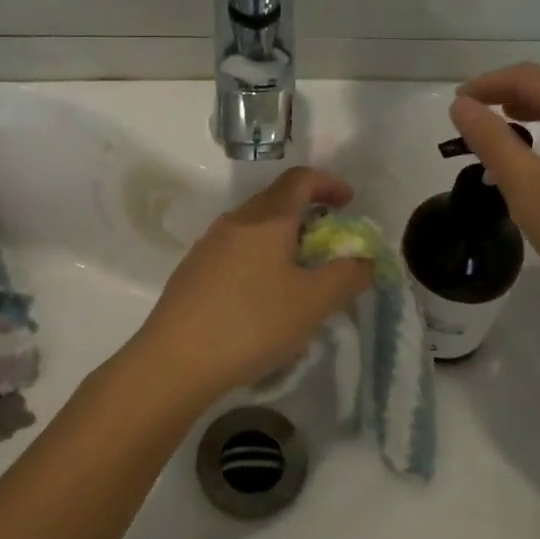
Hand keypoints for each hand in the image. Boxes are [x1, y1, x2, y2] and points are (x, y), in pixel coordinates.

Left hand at [127, 167, 374, 402]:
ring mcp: (208, 246)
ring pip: (254, 229)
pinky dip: (260, 261)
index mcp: (266, 218)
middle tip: (330, 246)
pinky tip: (263, 300)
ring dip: (282, 242)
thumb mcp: (314, 302)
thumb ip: (347, 276)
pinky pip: (236, 253)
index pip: (300, 179)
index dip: (329, 183)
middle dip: (308, 215)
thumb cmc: (253, 322)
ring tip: (300, 278)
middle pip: (276, 202)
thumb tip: (364, 260)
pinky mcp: (193, 272)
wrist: (175, 359)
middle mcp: (234, 222)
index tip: (349, 203)